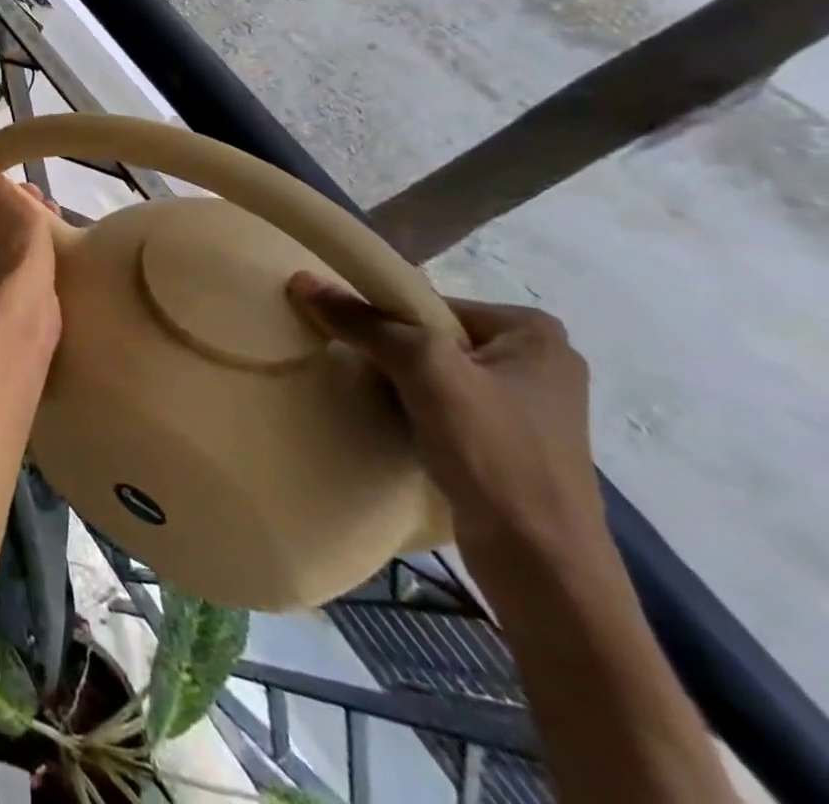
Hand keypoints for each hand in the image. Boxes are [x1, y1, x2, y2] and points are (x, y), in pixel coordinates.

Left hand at [0, 118, 60, 309]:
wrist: (24, 303)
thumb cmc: (7, 238)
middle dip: (6, 194)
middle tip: (33, 190)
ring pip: (0, 226)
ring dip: (22, 215)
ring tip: (50, 210)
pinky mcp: (5, 282)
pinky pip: (16, 250)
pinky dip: (30, 240)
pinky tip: (54, 240)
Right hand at [287, 273, 607, 577]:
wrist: (543, 566)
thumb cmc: (494, 453)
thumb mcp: (424, 371)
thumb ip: (364, 323)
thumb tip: (302, 279)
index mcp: (533, 332)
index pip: (429, 303)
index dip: (383, 316)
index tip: (348, 336)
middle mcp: (537, 362)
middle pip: (431, 336)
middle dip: (390, 350)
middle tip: (356, 367)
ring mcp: (526, 407)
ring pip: (435, 372)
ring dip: (398, 382)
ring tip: (371, 397)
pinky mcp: (510, 443)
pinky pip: (445, 406)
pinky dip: (414, 409)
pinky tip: (394, 424)